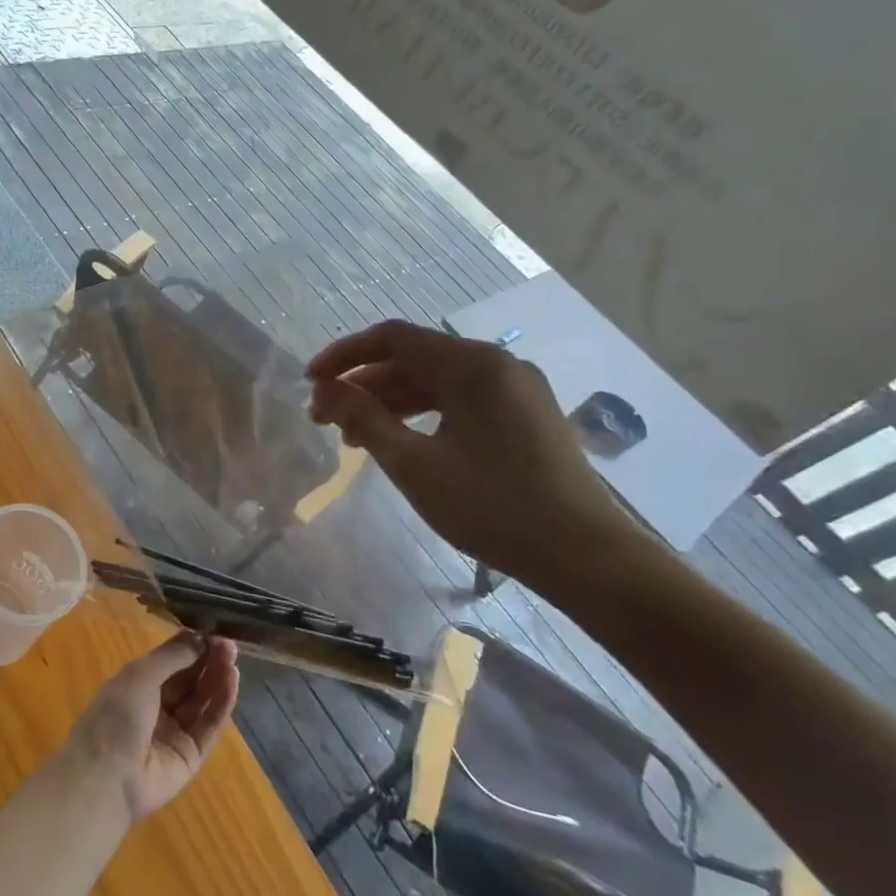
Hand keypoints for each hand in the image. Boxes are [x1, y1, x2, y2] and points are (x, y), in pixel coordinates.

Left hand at [66, 634, 239, 821]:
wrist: (108, 777)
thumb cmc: (116, 716)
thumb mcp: (140, 675)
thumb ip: (172, 656)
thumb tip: (199, 638)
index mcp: (137, 685)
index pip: (169, 660)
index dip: (190, 645)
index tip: (212, 630)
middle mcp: (156, 707)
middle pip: (188, 680)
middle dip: (207, 660)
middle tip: (229, 644)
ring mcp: (174, 732)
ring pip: (201, 701)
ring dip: (217, 678)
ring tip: (233, 658)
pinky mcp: (191, 756)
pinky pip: (209, 726)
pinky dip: (222, 703)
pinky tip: (233, 681)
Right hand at [307, 320, 642, 584]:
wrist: (585, 557)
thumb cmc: (491, 505)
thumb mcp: (413, 463)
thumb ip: (363, 418)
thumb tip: (323, 389)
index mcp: (472, 364)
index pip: (393, 338)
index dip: (344, 355)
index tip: (310, 382)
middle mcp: (496, 365)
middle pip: (414, 359)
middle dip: (364, 385)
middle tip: (325, 419)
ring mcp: (516, 391)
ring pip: (436, 383)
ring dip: (390, 403)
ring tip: (354, 438)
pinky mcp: (525, 417)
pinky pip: (460, 401)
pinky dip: (422, 415)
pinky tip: (400, 443)